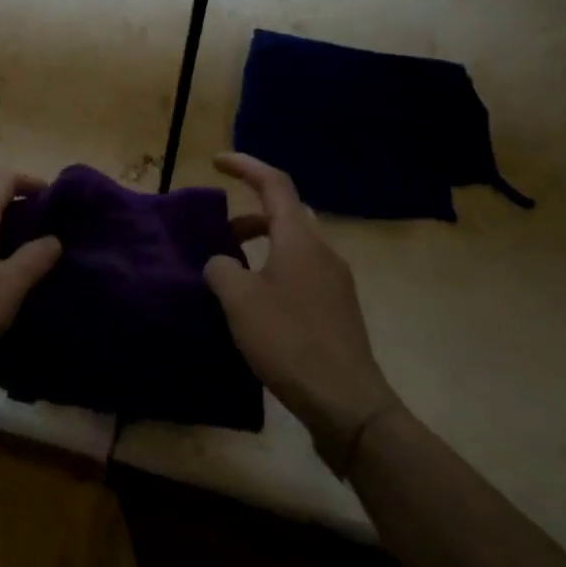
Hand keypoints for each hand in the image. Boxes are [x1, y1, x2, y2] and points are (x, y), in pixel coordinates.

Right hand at [205, 153, 400, 472]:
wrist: (348, 404)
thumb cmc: (289, 341)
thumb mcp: (239, 301)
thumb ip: (222, 270)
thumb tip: (222, 264)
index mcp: (299, 239)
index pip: (274, 184)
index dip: (245, 166)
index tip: (217, 162)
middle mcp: (322, 252)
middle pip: (285, 214)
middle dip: (250, 215)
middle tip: (220, 231)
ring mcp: (335, 282)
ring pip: (294, 245)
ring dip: (262, 246)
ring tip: (232, 272)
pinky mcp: (338, 310)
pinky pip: (302, 272)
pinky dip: (275, 270)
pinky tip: (257, 304)